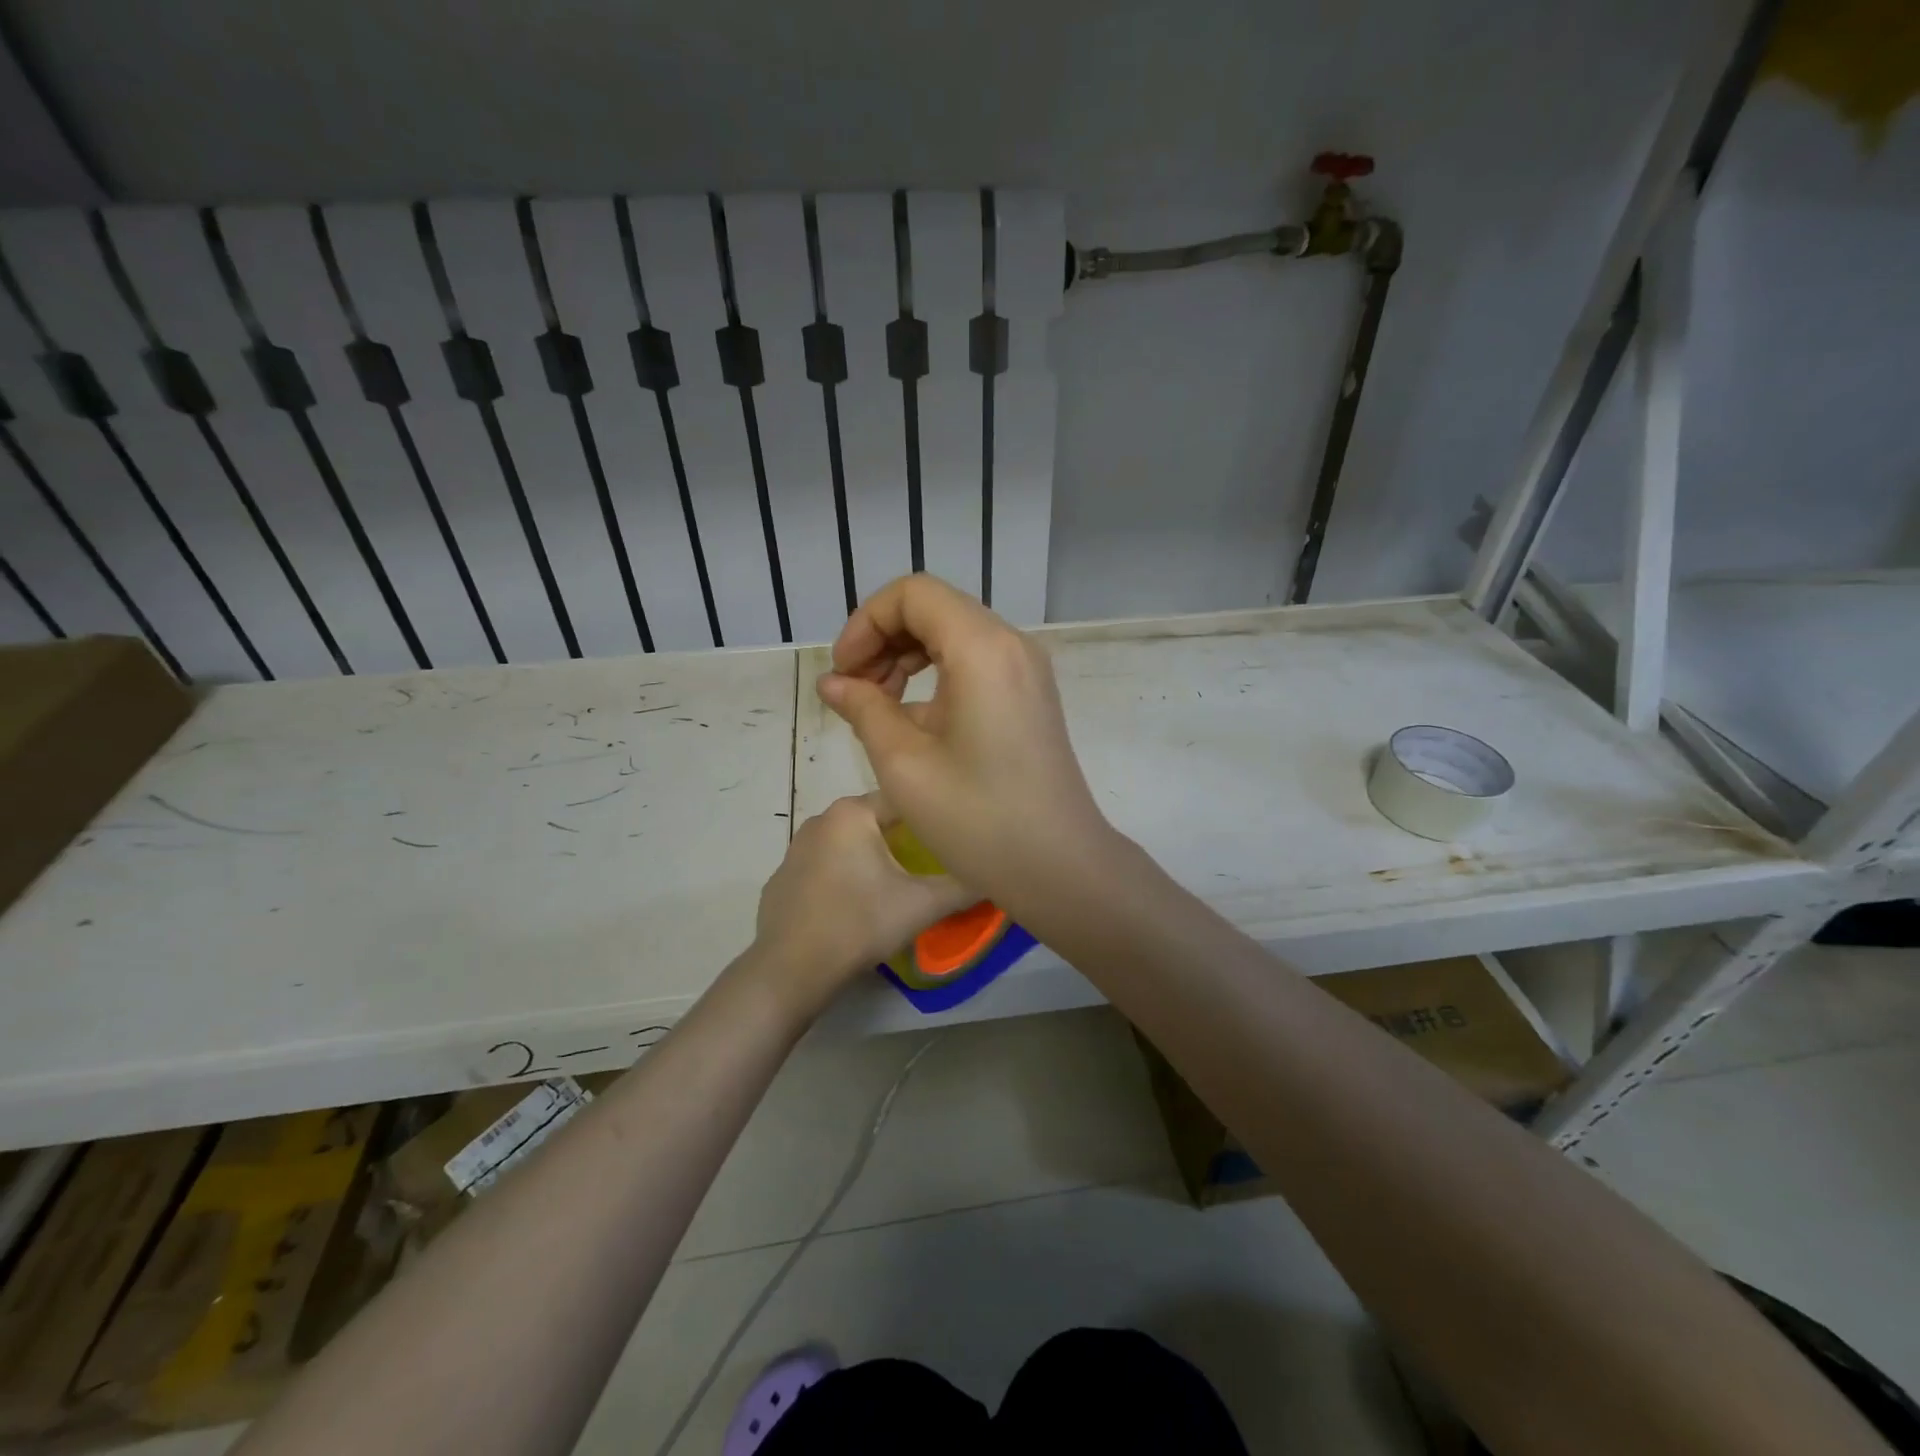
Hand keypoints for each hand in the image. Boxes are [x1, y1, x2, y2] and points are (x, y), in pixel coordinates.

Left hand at [751, 792, 976, 1013]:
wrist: (791, 970)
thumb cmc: (860, 923)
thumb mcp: (923, 904)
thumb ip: (964, 885)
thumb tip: (996, 875)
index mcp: (852, 812)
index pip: (904, 798)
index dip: (931, 814)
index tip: (951, 835)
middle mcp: (821, 819)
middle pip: (875, 820)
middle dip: (901, 838)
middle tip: (929, 864)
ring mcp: (795, 848)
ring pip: (848, 843)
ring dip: (870, 857)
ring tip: (895, 886)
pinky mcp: (782, 878)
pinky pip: (823, 868)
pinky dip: (841, 878)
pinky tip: (853, 906)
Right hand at [815, 575, 1116, 912]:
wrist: (1060, 865)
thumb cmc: (979, 819)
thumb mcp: (904, 764)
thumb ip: (863, 709)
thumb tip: (833, 683)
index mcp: (982, 648)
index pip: (912, 594)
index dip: (865, 623)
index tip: (843, 672)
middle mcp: (1011, 644)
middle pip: (934, 608)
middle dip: (883, 638)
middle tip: (855, 691)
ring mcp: (1026, 669)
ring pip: (954, 633)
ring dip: (907, 656)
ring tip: (878, 706)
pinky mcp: (1030, 694)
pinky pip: (975, 661)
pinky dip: (937, 674)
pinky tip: (914, 720)